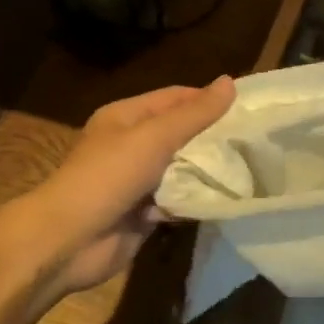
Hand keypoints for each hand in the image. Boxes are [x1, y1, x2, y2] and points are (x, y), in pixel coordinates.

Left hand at [8, 76, 235, 304]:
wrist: (68, 242)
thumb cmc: (108, 177)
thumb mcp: (154, 138)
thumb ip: (194, 114)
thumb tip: (229, 82)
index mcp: (125, 117)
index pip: (174, 98)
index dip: (207, 99)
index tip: (246, 107)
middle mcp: (131, 145)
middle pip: (180, 134)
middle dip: (211, 137)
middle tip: (254, 140)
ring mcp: (136, 181)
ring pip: (181, 169)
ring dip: (206, 171)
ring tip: (247, 167)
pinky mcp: (143, 213)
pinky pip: (176, 200)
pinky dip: (194, 200)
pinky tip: (222, 199)